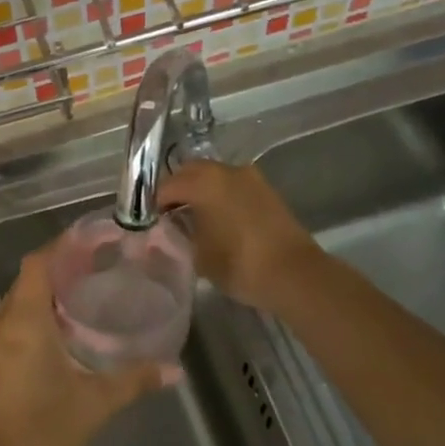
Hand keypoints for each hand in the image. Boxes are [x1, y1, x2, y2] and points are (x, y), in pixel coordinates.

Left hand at [0, 246, 166, 445]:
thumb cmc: (44, 432)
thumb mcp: (96, 403)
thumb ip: (135, 380)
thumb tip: (175, 369)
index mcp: (24, 321)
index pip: (38, 264)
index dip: (62, 246)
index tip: (93, 240)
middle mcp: (3, 325)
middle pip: (27, 280)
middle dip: (59, 267)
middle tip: (98, 267)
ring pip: (17, 303)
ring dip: (46, 293)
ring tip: (86, 294)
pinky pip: (13, 325)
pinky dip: (36, 316)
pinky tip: (65, 334)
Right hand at [156, 160, 318, 310]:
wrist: (295, 275)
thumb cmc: (239, 264)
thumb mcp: (197, 254)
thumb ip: (179, 234)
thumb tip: (171, 226)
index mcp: (204, 181)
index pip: (167, 186)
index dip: (154, 204)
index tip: (149, 223)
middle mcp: (226, 170)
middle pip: (190, 172)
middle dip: (176, 190)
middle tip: (168, 216)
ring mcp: (250, 178)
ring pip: (213, 177)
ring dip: (200, 191)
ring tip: (193, 219)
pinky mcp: (266, 191)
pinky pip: (232, 186)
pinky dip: (220, 196)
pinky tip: (217, 220)